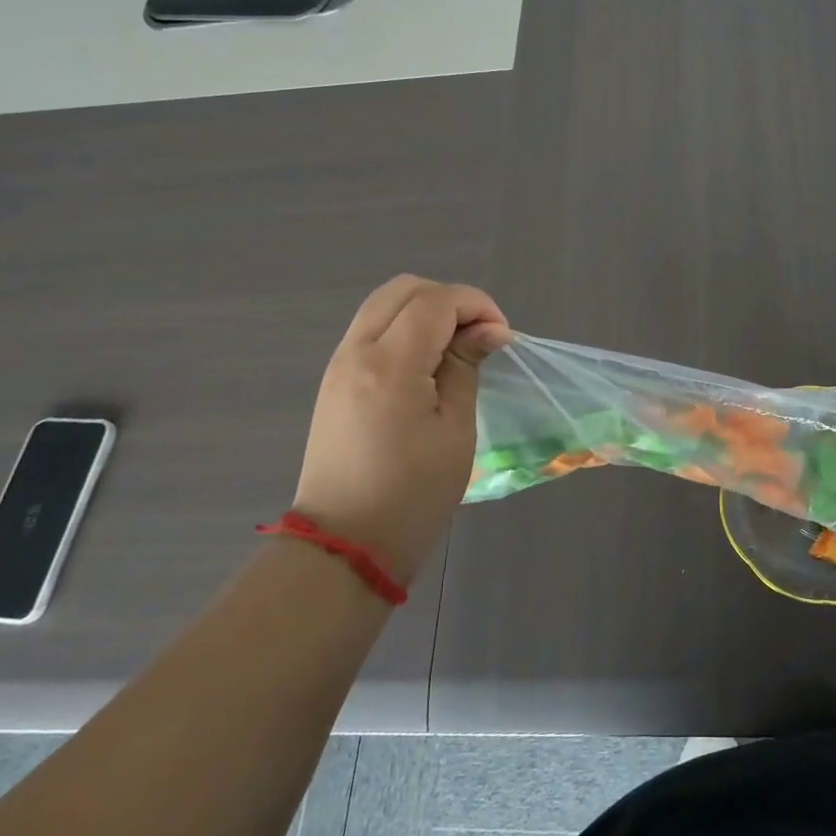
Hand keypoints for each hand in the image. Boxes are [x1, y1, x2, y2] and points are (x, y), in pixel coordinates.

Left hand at [291, 276, 511, 583]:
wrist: (344, 546)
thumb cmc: (412, 494)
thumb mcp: (456, 429)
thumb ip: (466, 366)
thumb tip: (488, 330)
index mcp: (390, 365)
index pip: (436, 301)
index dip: (476, 305)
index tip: (502, 337)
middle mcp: (356, 352)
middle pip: (404, 289)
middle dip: (450, 300)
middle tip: (479, 336)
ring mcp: (339, 364)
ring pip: (384, 304)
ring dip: (426, 311)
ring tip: (456, 348)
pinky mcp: (334, 381)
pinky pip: (372, 330)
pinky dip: (405, 328)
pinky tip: (428, 363)